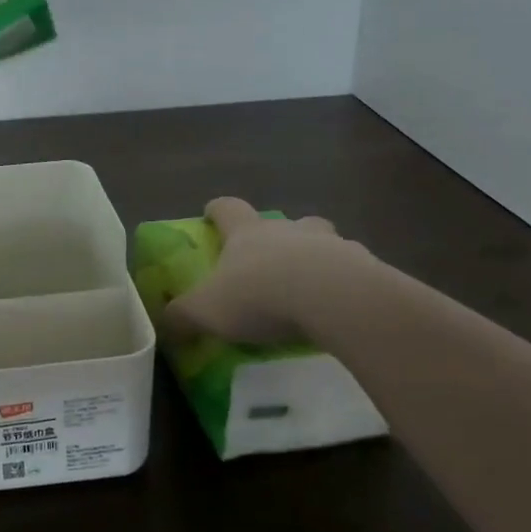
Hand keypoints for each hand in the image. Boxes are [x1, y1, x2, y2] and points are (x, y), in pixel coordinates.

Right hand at [164, 197, 372, 344]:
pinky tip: (342, 310)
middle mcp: (288, 230)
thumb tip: (164, 323)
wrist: (334, 299)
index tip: (212, 215)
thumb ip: (181, 316)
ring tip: (312, 288)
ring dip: (317, 256)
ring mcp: (331, 245)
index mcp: (247, 233)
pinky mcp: (365, 267)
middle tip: (271, 261)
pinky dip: (348, 284)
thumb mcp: (206, 310)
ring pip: (323, 241)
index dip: (217, 211)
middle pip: (282, 221)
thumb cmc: (260, 295)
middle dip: (278, 236)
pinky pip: (355, 271)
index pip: (228, 208)